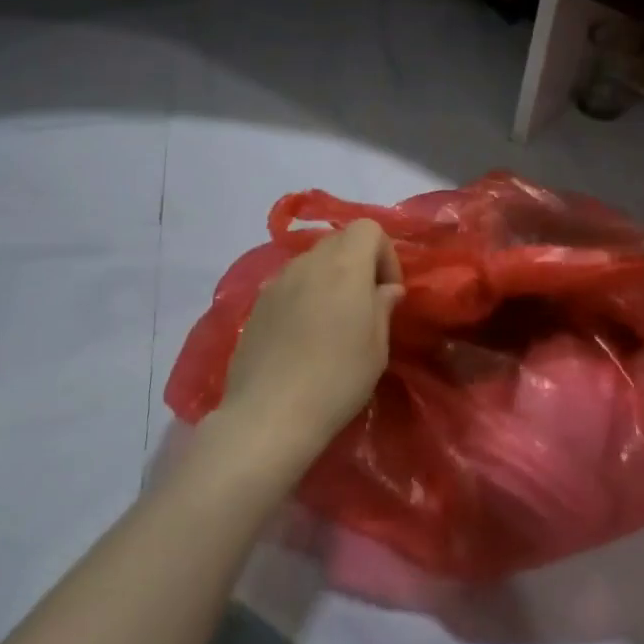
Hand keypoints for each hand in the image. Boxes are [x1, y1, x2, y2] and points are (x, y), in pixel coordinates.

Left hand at [217, 221, 403, 470]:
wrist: (269, 415)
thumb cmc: (337, 379)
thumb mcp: (377, 346)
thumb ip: (383, 307)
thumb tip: (386, 289)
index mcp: (345, 265)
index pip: (368, 228)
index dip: (385, 255)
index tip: (387, 292)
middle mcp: (308, 262)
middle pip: (338, 241)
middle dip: (358, 264)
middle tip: (364, 305)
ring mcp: (276, 281)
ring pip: (312, 262)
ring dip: (329, 280)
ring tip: (333, 322)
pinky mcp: (256, 305)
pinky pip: (289, 285)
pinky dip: (304, 296)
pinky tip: (303, 336)